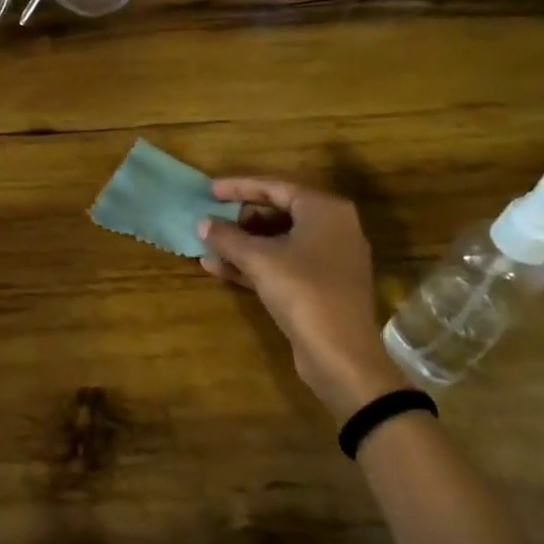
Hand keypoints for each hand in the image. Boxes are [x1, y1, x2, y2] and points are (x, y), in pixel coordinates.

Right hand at [198, 178, 406, 422]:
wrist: (342, 356)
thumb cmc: (303, 291)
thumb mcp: (258, 259)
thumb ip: (227, 236)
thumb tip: (202, 223)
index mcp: (324, 210)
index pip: (275, 186)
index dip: (238, 187)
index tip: (209, 190)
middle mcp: (333, 228)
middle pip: (278, 211)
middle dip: (240, 218)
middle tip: (212, 220)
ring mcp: (329, 259)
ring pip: (278, 240)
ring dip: (242, 243)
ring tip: (208, 245)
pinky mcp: (321, 286)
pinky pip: (282, 264)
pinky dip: (253, 264)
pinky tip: (218, 268)